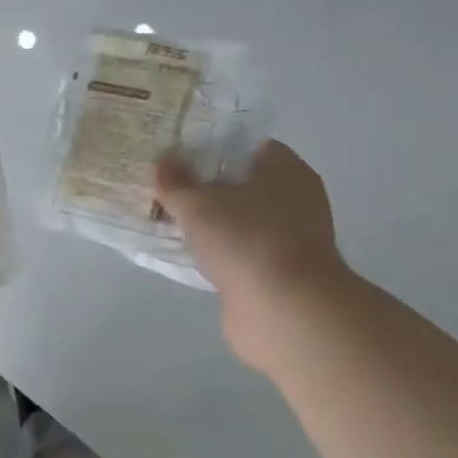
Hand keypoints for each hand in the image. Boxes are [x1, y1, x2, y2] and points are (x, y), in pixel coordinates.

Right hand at [154, 141, 349, 372]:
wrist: (283, 310)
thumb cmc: (245, 239)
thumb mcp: (198, 204)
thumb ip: (176, 182)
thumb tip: (162, 161)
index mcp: (285, 169)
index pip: (246, 146)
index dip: (210, 148)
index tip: (177, 156)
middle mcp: (294, 199)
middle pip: (242, 184)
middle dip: (206, 188)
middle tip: (166, 188)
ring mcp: (289, 239)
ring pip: (239, 221)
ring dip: (211, 224)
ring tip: (169, 221)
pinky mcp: (277, 273)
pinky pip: (239, 252)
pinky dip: (218, 253)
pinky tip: (188, 255)